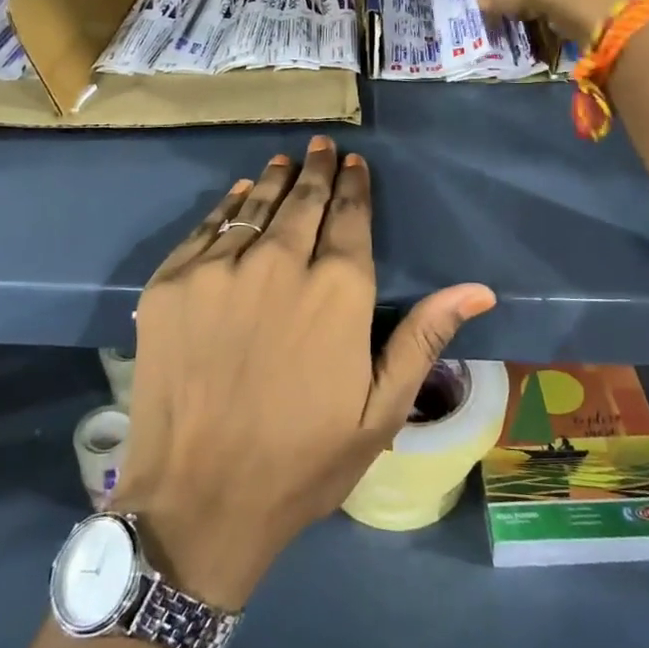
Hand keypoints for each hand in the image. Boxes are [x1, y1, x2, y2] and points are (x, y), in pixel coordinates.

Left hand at [111, 137, 494, 609]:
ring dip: (275, 181)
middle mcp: (278, 264)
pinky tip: (239, 195)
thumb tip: (478, 289)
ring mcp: (218, 271)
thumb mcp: (379, 412)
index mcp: (337, 293)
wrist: (196, 500)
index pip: (350, 219)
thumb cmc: (300, 463)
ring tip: (286, 160)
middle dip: (317, 171)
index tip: (355, 164)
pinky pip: (205, 229)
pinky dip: (227, 207)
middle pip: (302, 203)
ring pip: (254, 208)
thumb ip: (423, 338)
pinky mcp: (171, 285)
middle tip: (323, 147)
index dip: (354, 188)